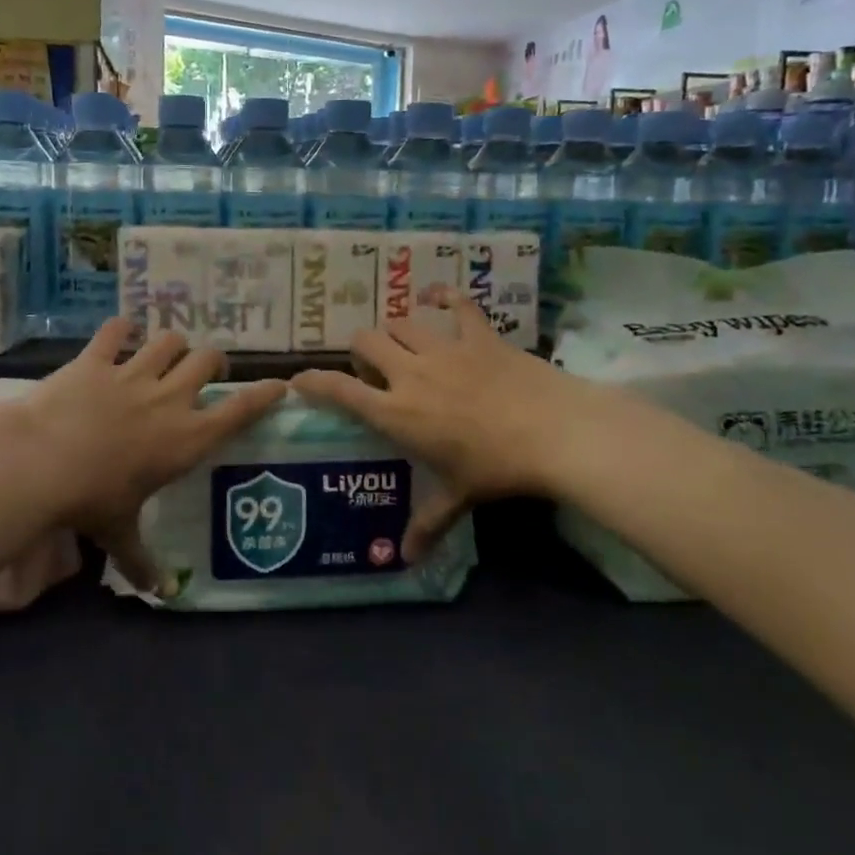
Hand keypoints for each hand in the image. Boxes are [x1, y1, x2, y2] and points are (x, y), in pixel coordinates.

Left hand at [8, 319, 285, 591]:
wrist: (40, 463)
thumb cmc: (91, 501)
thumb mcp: (120, 534)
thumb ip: (143, 561)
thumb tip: (163, 594)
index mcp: (186, 438)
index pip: (239, 411)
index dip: (264, 394)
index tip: (279, 384)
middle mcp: (168, 399)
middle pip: (207, 360)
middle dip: (214, 361)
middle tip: (209, 370)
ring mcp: (132, 373)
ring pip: (168, 340)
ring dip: (172, 343)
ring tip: (167, 351)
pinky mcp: (95, 359)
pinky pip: (115, 331)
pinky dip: (119, 329)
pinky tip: (118, 333)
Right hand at [291, 293, 610, 561]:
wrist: (554, 432)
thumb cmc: (496, 468)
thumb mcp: (458, 497)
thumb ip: (428, 524)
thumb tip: (407, 559)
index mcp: (396, 412)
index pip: (340, 390)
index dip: (314, 382)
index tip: (300, 380)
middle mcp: (410, 373)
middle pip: (366, 341)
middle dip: (361, 352)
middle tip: (374, 372)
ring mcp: (444, 349)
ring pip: (401, 322)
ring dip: (394, 332)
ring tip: (403, 346)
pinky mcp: (477, 336)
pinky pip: (455, 304)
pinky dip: (443, 296)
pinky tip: (437, 296)